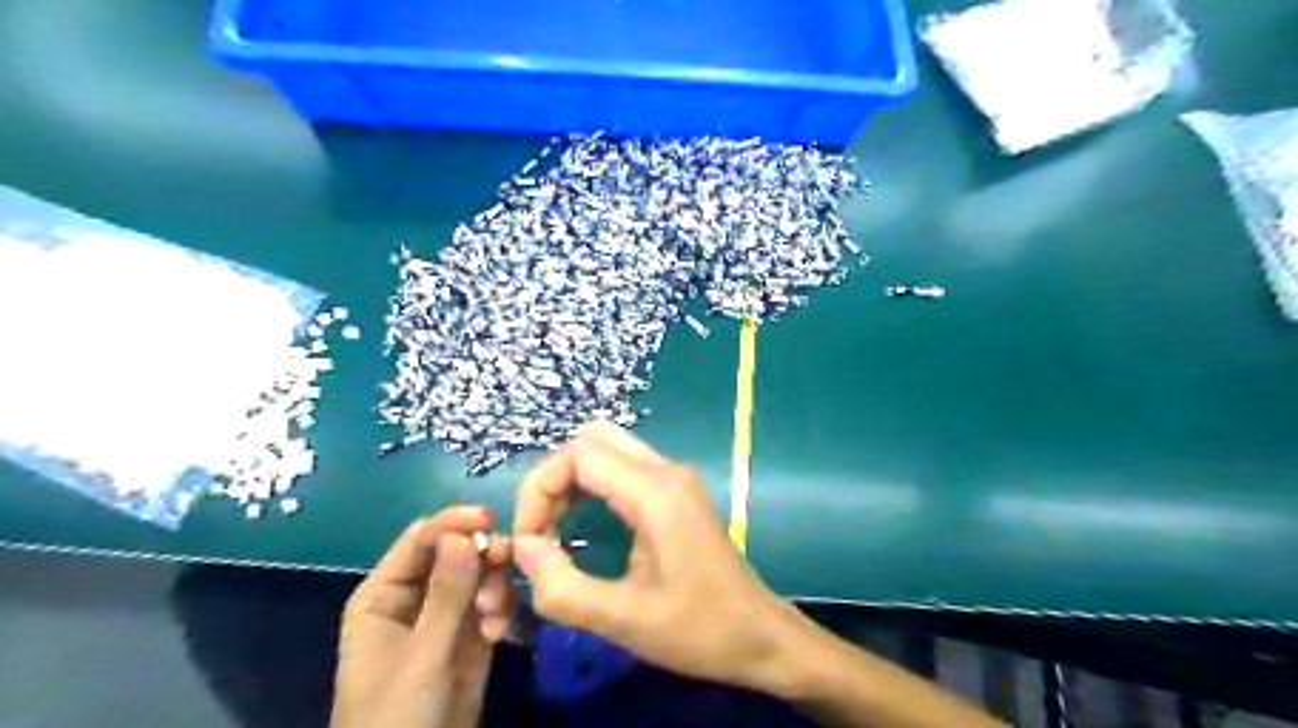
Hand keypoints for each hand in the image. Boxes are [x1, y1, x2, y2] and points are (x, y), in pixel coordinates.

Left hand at [331, 505, 514, 727]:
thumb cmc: (395, 717)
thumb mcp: (422, 655)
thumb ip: (447, 594)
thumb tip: (465, 533)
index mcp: (385, 593)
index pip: (421, 539)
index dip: (453, 523)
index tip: (489, 520)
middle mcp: (416, 596)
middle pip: (457, 551)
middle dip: (483, 559)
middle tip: (504, 567)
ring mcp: (447, 614)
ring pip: (481, 574)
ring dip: (495, 588)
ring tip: (495, 619)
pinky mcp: (472, 633)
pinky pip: (494, 602)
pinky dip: (500, 612)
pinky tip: (499, 636)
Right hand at [510, 423, 797, 691]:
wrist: (761, 636)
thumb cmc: (698, 630)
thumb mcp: (623, 620)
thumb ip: (563, 587)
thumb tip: (521, 547)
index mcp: (655, 492)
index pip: (577, 454)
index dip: (539, 489)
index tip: (528, 540)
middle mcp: (665, 470)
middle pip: (591, 440)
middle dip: (553, 478)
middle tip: (541, 530)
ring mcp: (674, 477)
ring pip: (606, 449)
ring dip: (571, 481)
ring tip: (555, 531)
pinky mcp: (676, 492)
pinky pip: (623, 467)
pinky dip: (592, 485)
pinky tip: (583, 525)